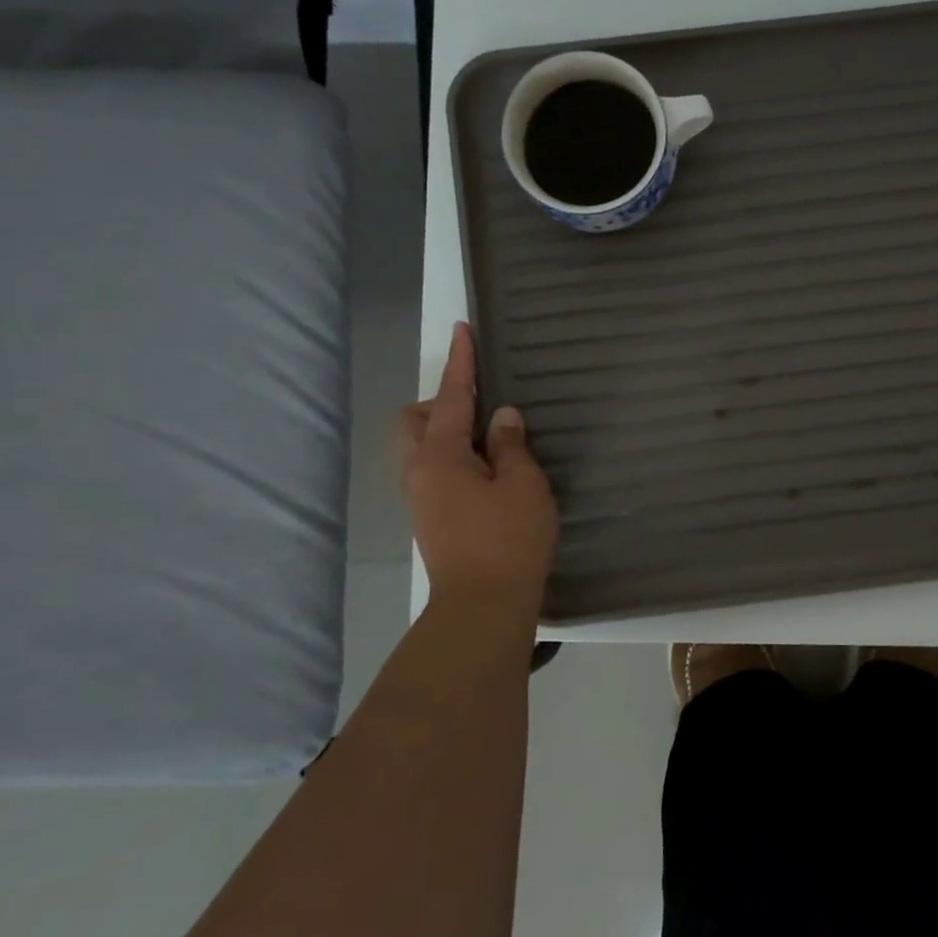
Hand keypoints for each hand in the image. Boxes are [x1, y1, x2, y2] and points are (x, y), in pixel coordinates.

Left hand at [399, 324, 556, 618]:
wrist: (483, 607)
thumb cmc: (509, 540)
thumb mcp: (524, 485)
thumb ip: (511, 445)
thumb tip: (501, 418)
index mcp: (440, 456)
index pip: (451, 397)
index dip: (460, 362)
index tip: (463, 329)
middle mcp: (419, 472)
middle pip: (414, 421)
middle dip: (441, 403)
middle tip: (482, 411)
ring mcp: (421, 499)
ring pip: (422, 448)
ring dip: (449, 433)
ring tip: (493, 443)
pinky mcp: (431, 519)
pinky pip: (434, 470)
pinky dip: (455, 458)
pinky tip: (488, 473)